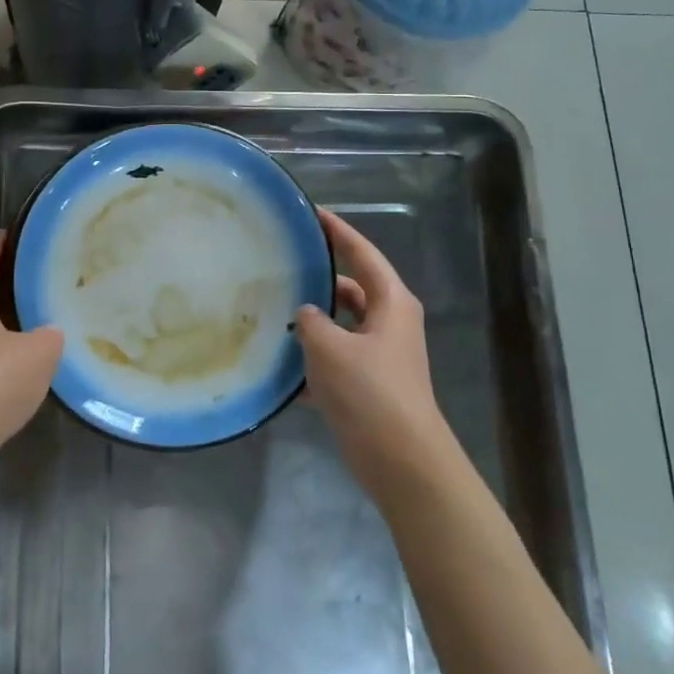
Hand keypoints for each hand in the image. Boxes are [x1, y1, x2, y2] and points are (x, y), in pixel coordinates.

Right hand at [295, 208, 451, 492]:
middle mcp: (389, 322)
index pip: (362, 253)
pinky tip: (280, 363)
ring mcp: (380, 355)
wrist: (401, 460)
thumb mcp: (330, 347)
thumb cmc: (370, 391)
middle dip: (318, 279)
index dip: (338, 231)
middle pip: (350, 288)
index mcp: (391, 302)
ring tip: (272, 311)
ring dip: (312, 322)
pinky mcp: (369, 385)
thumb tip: (305, 313)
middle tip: (281, 266)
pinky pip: (336, 359)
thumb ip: (311, 321)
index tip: (312, 213)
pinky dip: (313, 359)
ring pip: (340, 326)